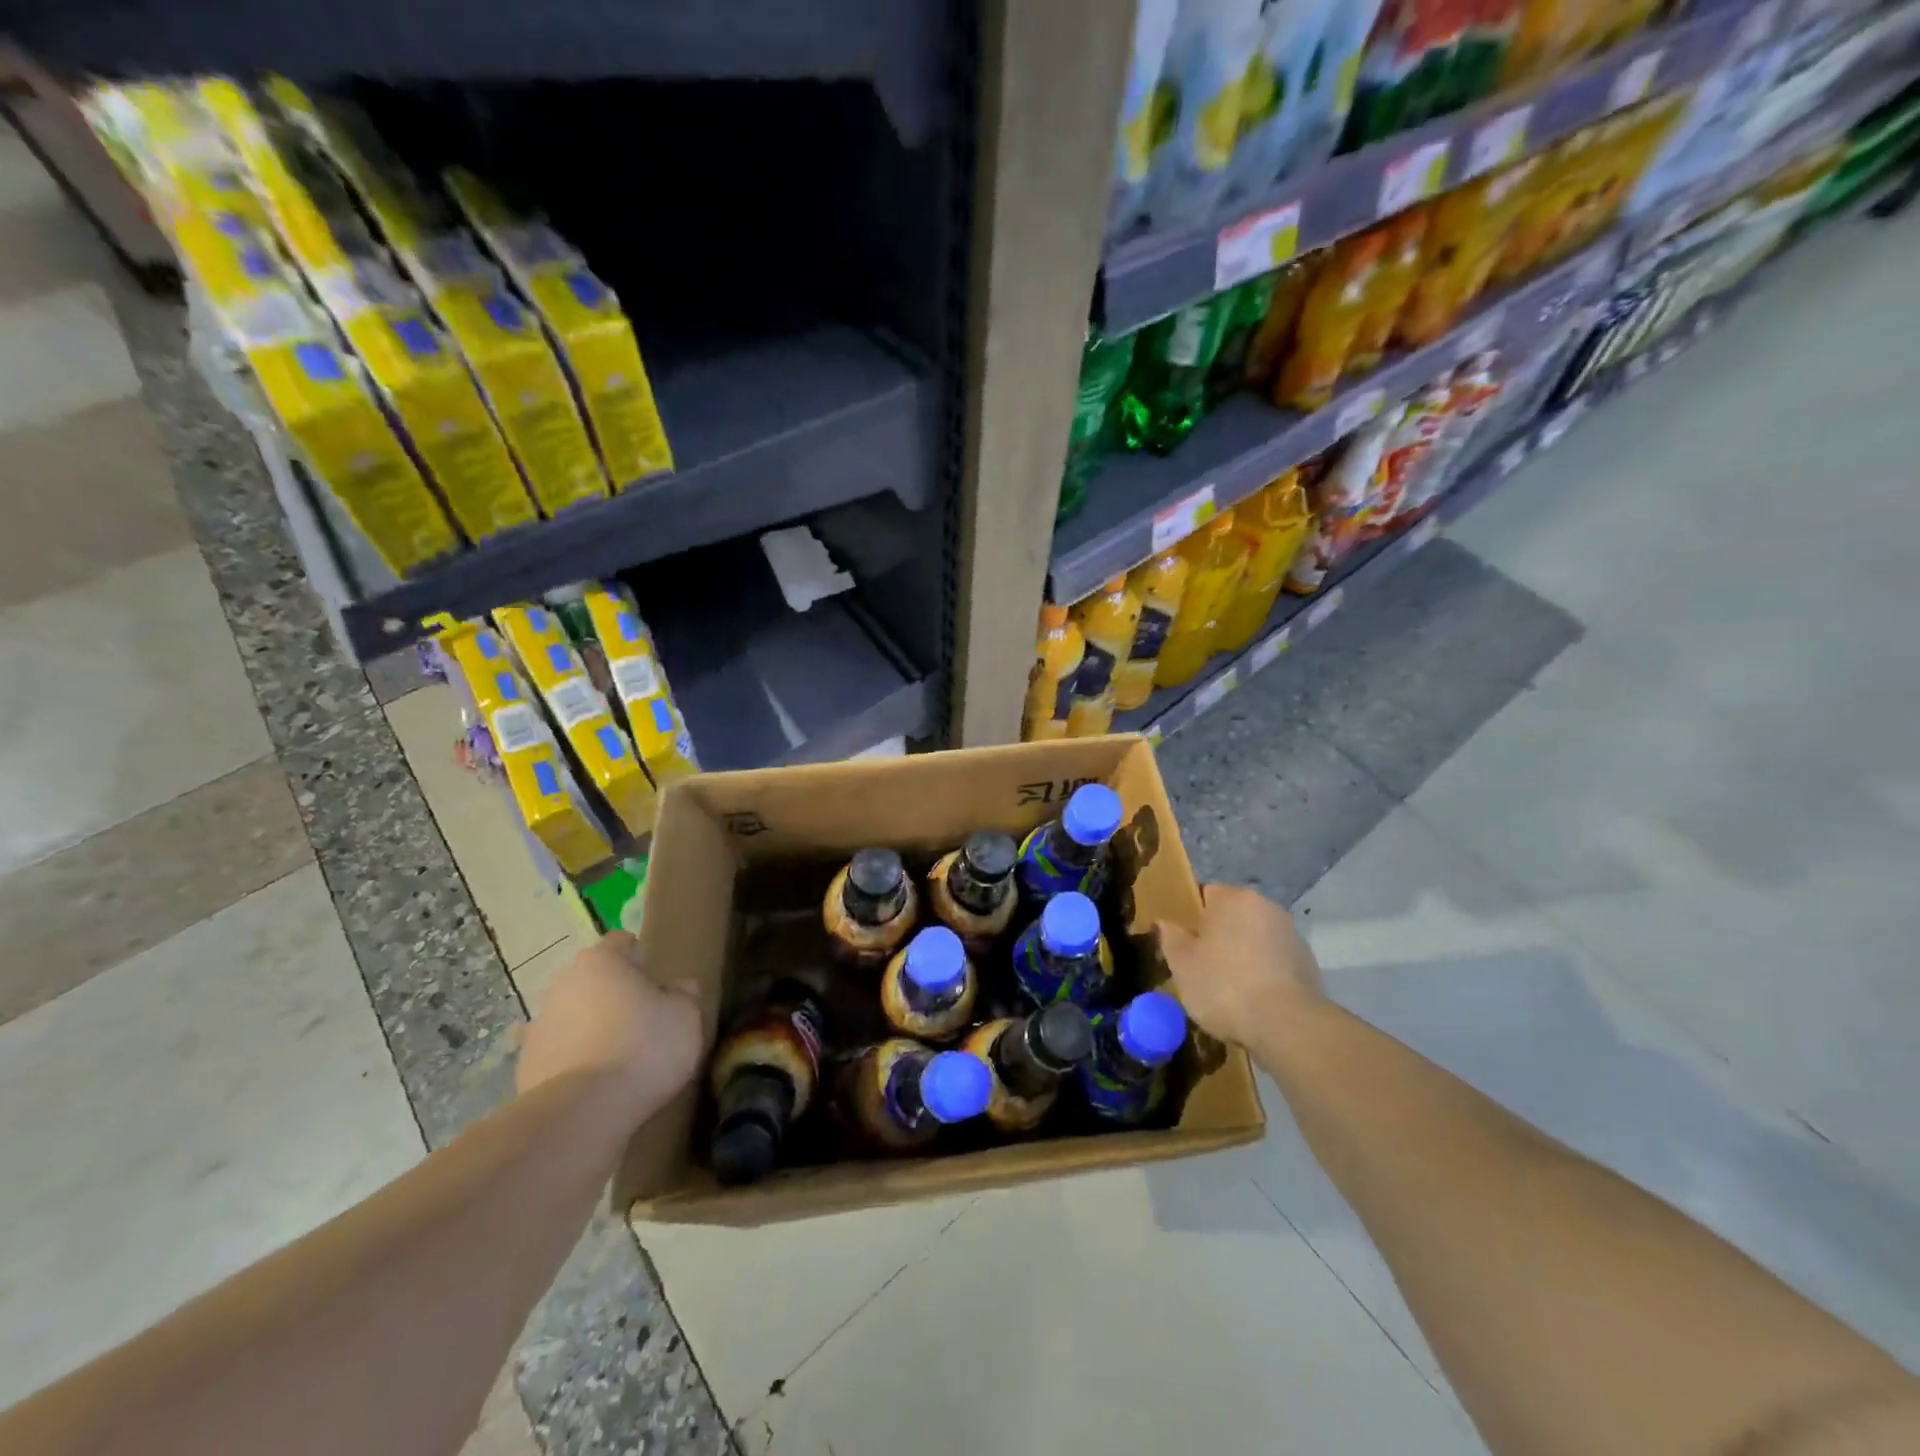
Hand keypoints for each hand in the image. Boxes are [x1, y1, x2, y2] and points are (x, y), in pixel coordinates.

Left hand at [517, 931, 703, 1117]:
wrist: (582, 1113)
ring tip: (618, 1055)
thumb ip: (684, 995)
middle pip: (593, 979)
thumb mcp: (686, 1016)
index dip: (641, 957)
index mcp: (600, 961)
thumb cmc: (644, 1047)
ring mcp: (539, 1026)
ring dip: (591, 1027)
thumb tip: (679, 987)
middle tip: (642, 1018)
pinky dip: (573, 1060)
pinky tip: (594, 1082)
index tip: (657, 980)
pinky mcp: (525, 1067)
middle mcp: (563, 984)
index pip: (621, 942)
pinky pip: (558, 1053)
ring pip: (573, 1015)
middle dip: (614, 993)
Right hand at [1157, 885, 1326, 1048]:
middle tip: (1201, 967)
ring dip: (1243, 954)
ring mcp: (1291, 934)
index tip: (1183, 943)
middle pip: (1232, 916)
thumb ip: (1170, 937)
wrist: (1287, 1025)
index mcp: (1233, 898)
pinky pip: (1274, 961)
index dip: (1191, 917)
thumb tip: (1164, 922)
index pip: (1205, 894)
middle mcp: (1265, 907)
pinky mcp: (1308, 963)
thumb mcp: (1182, 964)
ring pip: (1255, 939)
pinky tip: (1254, 1000)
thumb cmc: (1224, 986)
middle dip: (1218, 936)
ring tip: (1229, 989)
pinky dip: (1264, 973)